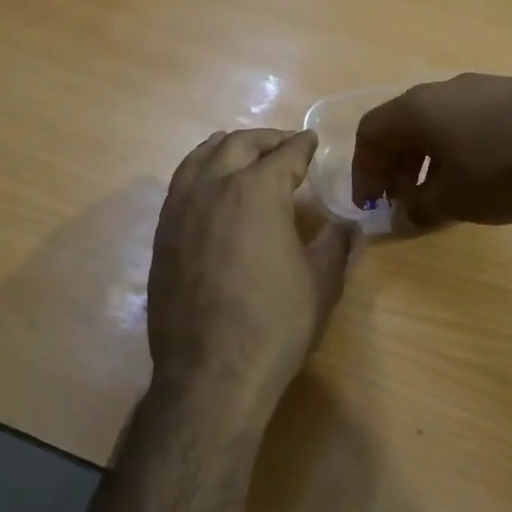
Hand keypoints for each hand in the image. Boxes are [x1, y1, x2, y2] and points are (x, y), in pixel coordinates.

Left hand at [148, 129, 357, 412]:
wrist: (211, 372)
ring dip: (226, 148)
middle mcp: (213, 188)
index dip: (302, 145)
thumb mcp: (321, 284)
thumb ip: (336, 246)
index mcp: (257, 192)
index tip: (311, 141)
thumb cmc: (275, 325)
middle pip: (238, 145)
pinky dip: (200, 172)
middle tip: (284, 145)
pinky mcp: (162, 234)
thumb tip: (348, 226)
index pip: (285, 155)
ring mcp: (180, 210)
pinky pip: (180, 185)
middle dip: (265, 140)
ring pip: (200, 158)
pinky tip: (211, 189)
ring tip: (242, 152)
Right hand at [351, 74, 511, 226]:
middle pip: (404, 126)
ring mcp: (483, 87)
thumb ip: (420, 207)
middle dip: (397, 166)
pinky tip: (482, 174)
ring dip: (429, 158)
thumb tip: (408, 212)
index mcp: (417, 110)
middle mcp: (444, 90)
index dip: (364, 170)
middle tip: (404, 200)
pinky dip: (460, 148)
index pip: (371, 133)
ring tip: (442, 191)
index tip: (372, 203)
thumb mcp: (454, 200)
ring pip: (439, 123)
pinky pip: (471, 121)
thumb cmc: (502, 170)